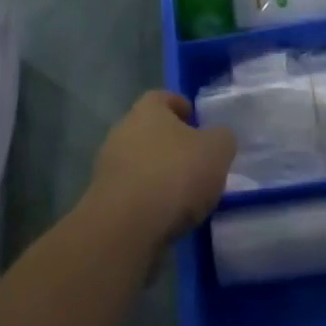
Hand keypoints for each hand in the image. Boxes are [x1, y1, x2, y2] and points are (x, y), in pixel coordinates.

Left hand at [83, 91, 236, 249]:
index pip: (165, 97)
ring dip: (159, 173)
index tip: (198, 122)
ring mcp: (109, 165)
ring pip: (140, 162)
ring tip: (185, 194)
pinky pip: (132, 192)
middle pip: (151, 130)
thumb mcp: (217, 150)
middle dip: (171, 143)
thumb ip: (222, 138)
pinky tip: (166, 215)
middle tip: (196, 160)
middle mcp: (123, 130)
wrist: (126, 227)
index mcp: (148, 109)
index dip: (182, 107)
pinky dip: (148, 199)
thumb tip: (219, 138)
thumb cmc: (174, 174)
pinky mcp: (104, 200)